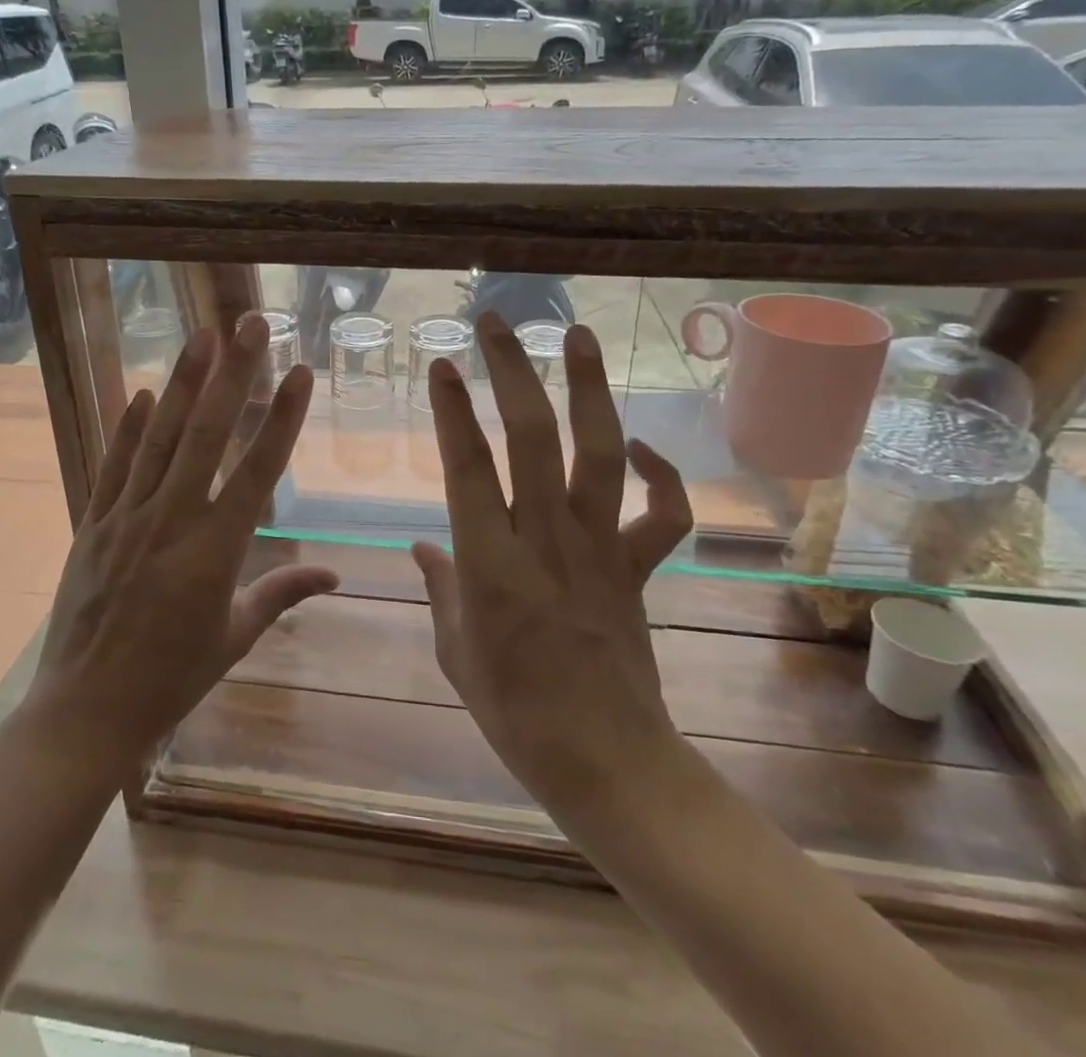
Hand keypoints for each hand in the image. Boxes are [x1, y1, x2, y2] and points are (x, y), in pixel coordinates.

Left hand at [28, 314, 336, 769]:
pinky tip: (145, 392)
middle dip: (233, 374)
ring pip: (159, 438)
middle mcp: (172, 521)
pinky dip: (129, 428)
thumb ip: (282, 594)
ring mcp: (126, 519)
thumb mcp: (235, 637)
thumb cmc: (172, 678)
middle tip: (250, 324)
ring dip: (184, 384)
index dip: (283, 417)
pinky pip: (113, 467)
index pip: (259, 470)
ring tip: (202, 337)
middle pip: (208, 435)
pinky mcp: (92, 525)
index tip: (300, 372)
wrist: (85, 713)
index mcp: (216, 551)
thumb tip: (335, 575)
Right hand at [413, 313, 693, 826]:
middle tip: (497, 323)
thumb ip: (439, 587)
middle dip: (512, 372)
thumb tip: (422, 545)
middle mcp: (546, 541)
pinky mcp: (637, 567)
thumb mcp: (455, 652)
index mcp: (491, 565)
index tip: (442, 363)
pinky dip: (660, 474)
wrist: (608, 763)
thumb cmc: (514, 712)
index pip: (467, 468)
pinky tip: (638, 446)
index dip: (453, 410)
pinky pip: (664, 513)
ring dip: (589, 390)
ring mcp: (600, 549)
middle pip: (532, 438)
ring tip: (578, 338)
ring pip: (598, 454)